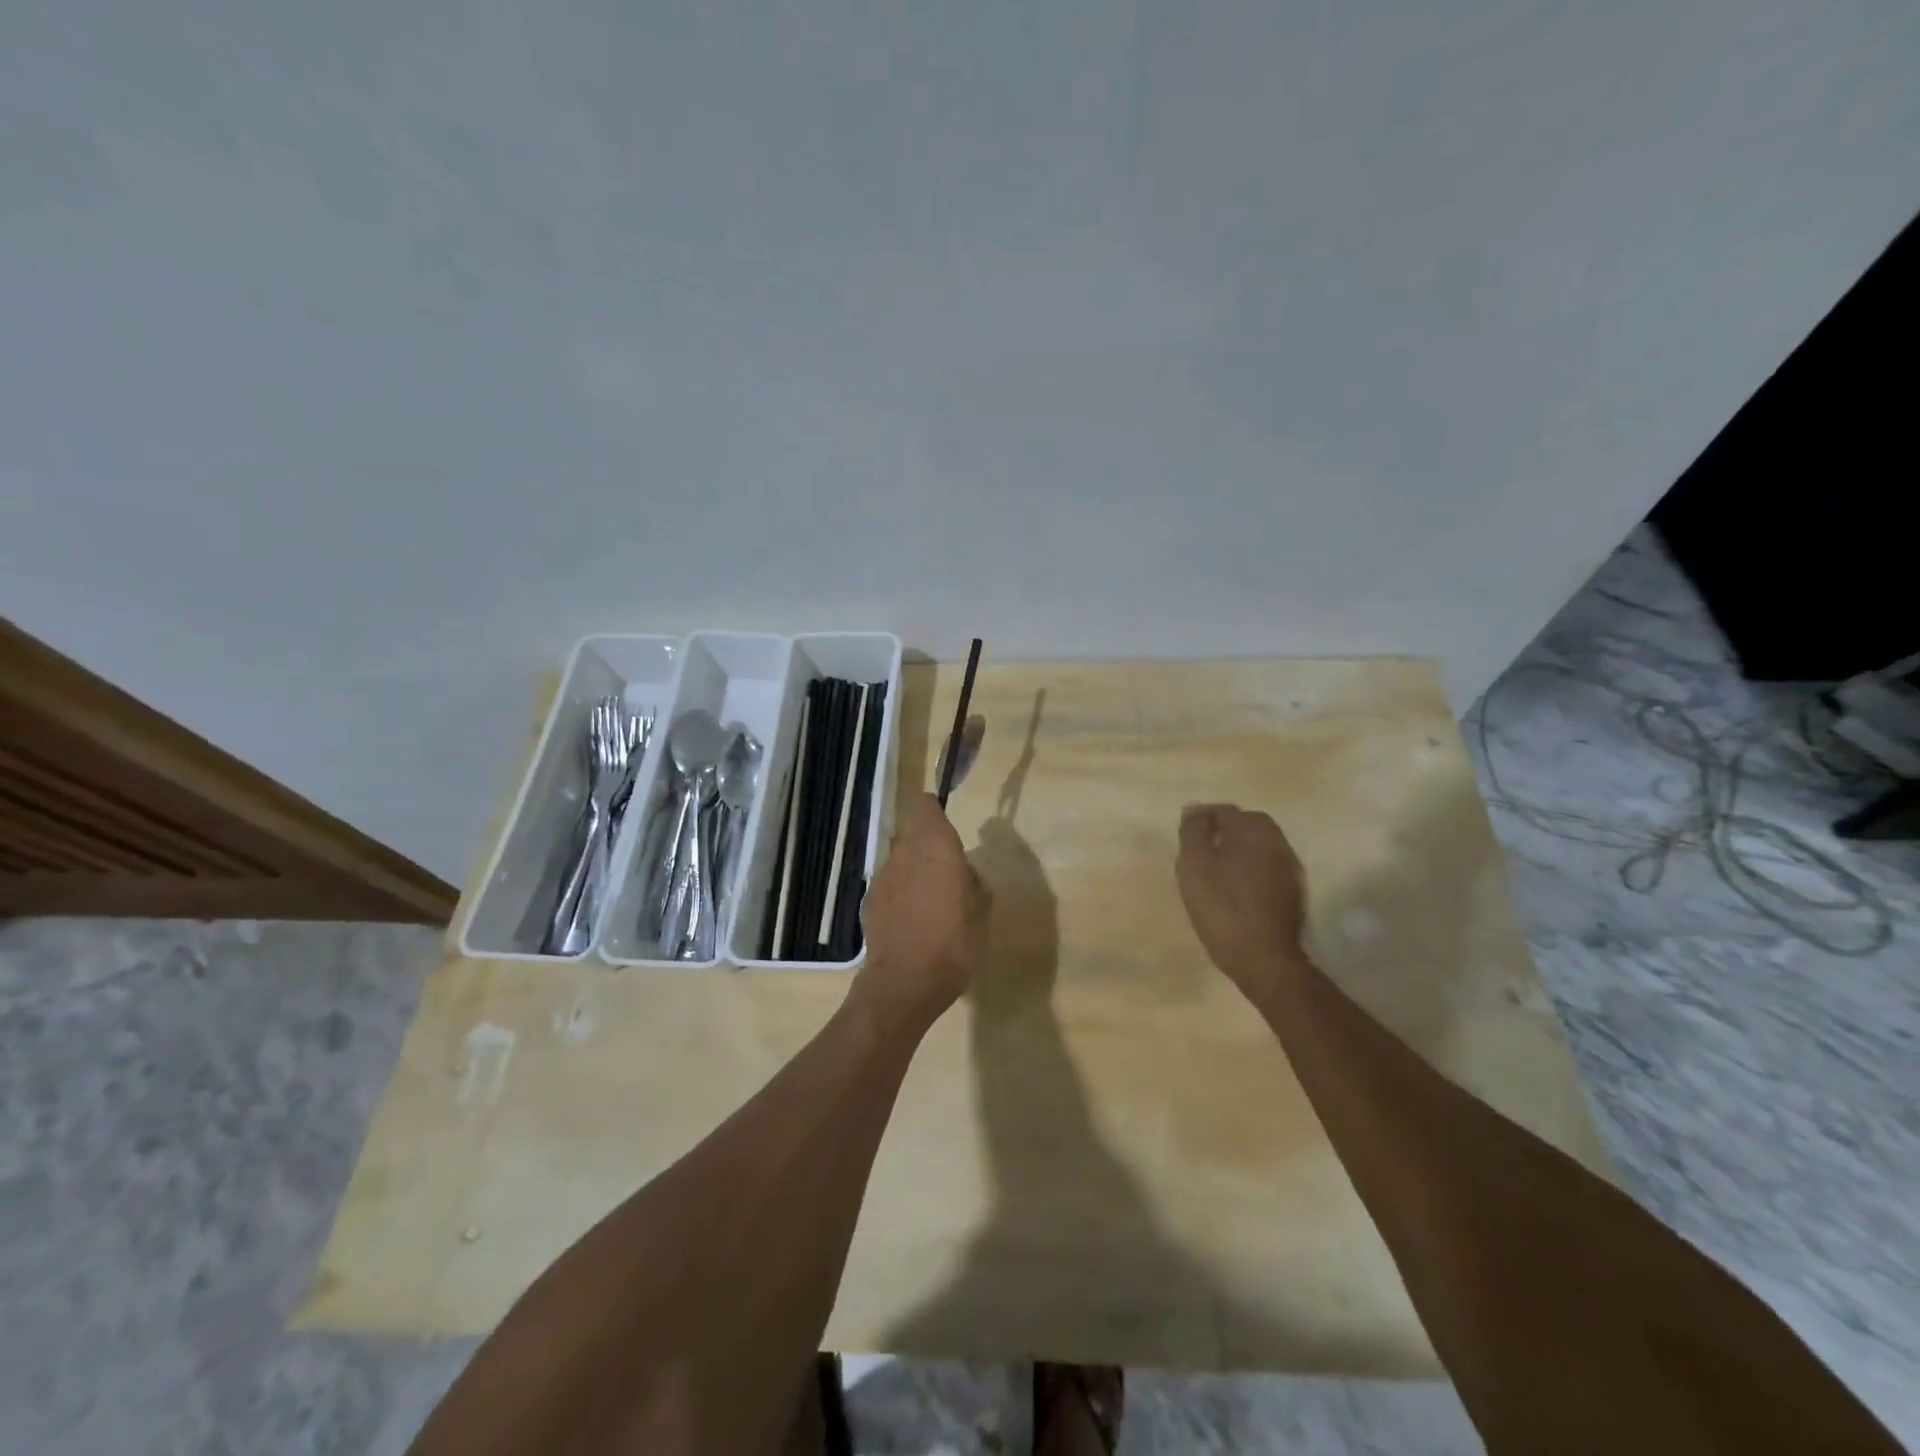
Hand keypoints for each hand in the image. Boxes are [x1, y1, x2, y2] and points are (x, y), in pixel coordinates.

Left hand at [859, 793, 990, 1023]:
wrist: (905, 984)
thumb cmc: (954, 942)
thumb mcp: (981, 910)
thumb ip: (972, 881)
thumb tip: (963, 873)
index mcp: (935, 847)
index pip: (926, 807)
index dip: (934, 810)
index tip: (944, 821)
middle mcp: (904, 854)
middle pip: (913, 836)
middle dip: (929, 848)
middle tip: (949, 874)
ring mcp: (882, 878)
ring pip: (901, 862)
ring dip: (915, 873)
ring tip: (932, 904)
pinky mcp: (869, 904)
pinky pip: (890, 888)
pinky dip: (901, 897)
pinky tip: (912, 922)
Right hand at [1176, 803, 1309, 996]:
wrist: (1264, 959)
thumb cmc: (1223, 907)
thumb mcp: (1195, 865)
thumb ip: (1194, 831)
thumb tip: (1195, 809)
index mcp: (1254, 829)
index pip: (1223, 811)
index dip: (1201, 822)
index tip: (1185, 842)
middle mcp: (1277, 841)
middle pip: (1245, 825)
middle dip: (1222, 833)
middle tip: (1199, 856)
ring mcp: (1290, 867)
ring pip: (1258, 847)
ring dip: (1238, 852)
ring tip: (1215, 874)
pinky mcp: (1294, 891)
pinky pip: (1267, 868)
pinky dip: (1250, 871)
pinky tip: (1236, 891)